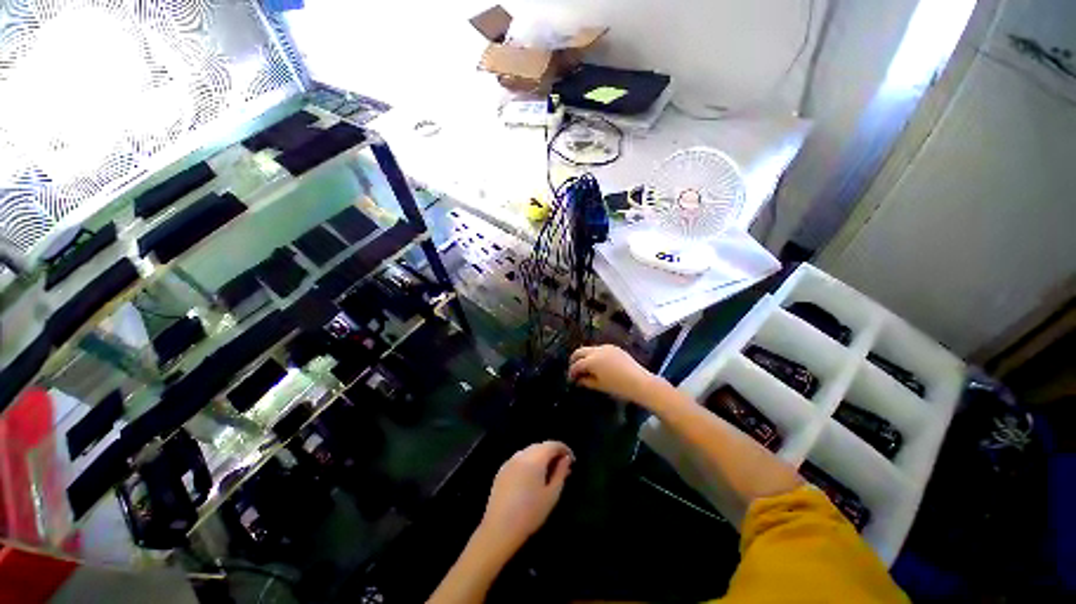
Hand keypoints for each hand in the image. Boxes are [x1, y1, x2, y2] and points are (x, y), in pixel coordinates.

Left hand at [479, 441, 573, 551]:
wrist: (500, 528)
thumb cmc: (530, 513)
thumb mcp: (551, 495)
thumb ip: (560, 473)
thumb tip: (566, 459)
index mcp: (535, 458)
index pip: (552, 444)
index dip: (564, 449)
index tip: (572, 460)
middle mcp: (521, 455)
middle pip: (540, 446)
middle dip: (552, 453)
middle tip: (562, 467)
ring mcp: (510, 461)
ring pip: (529, 451)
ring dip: (541, 457)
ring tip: (549, 472)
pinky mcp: (502, 470)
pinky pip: (520, 459)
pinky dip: (529, 462)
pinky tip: (532, 477)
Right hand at [569, 344, 662, 404]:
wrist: (640, 382)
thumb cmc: (618, 387)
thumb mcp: (599, 386)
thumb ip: (586, 381)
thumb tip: (578, 379)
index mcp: (591, 360)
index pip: (576, 365)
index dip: (571, 372)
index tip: (571, 379)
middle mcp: (597, 350)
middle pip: (580, 351)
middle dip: (575, 360)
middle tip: (573, 369)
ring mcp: (606, 347)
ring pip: (590, 349)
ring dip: (585, 356)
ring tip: (586, 367)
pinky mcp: (614, 348)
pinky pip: (600, 349)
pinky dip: (595, 355)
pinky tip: (598, 364)